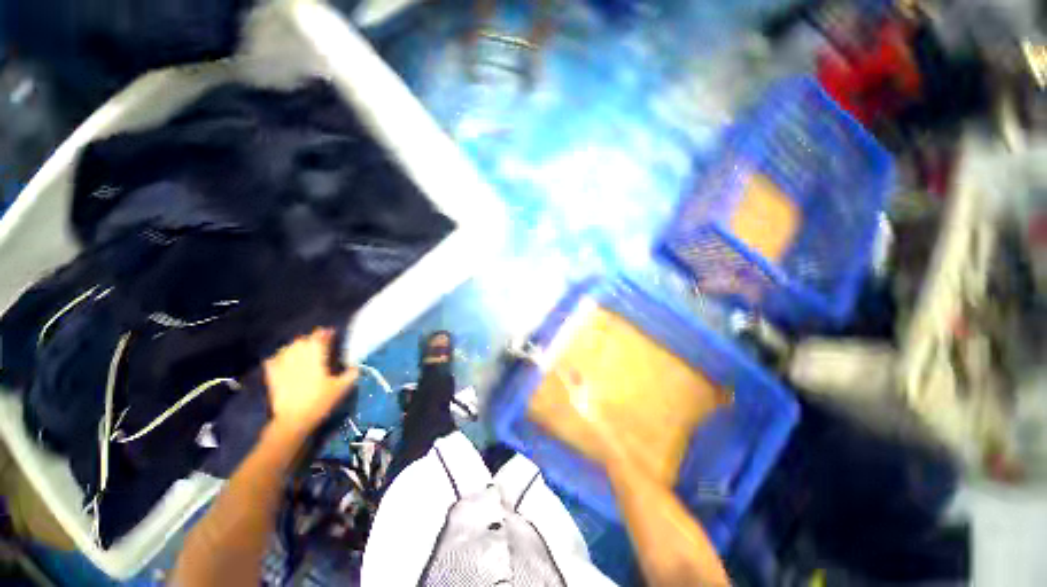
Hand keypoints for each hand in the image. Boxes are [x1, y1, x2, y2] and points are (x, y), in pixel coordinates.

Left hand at [263, 329, 357, 439]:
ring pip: (287, 348)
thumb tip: (355, 366)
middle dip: (311, 338)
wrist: (293, 420)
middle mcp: (298, 358)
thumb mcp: (342, 388)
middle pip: (302, 341)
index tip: (331, 332)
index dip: (325, 333)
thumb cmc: (320, 401)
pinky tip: (282, 359)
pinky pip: (273, 360)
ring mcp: (283, 366)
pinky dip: (278, 357)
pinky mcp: (272, 376)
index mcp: (315, 358)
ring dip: (295, 345)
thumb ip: (351, 374)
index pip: (319, 339)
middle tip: (318, 341)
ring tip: (302, 348)